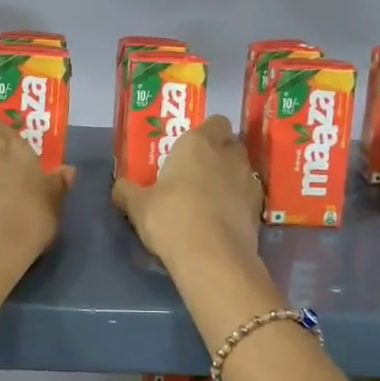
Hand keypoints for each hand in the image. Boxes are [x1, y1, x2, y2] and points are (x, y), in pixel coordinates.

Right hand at [112, 115, 260, 272]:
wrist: (212, 258)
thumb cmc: (171, 218)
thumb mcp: (138, 206)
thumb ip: (128, 191)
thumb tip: (121, 187)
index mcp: (198, 143)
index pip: (214, 122)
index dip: (204, 133)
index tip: (188, 150)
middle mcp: (228, 155)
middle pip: (229, 144)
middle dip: (218, 153)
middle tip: (196, 172)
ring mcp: (248, 182)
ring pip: (241, 170)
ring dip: (229, 178)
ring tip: (209, 198)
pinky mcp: (258, 209)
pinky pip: (247, 197)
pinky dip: (237, 203)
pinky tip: (221, 220)